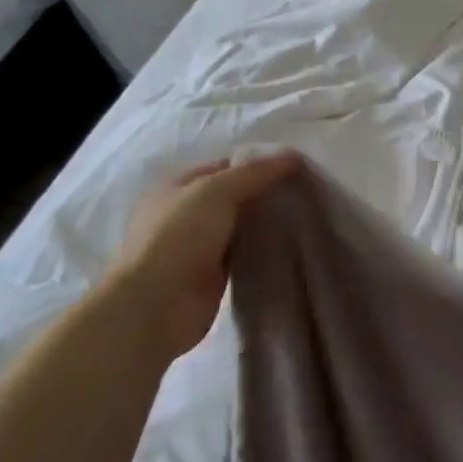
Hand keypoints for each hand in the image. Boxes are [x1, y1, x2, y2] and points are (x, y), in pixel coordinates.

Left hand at [107, 151, 301, 355]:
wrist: (156, 306)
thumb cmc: (179, 237)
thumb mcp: (217, 191)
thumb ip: (256, 172)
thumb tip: (294, 156)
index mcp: (178, 186)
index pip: (226, 167)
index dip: (259, 165)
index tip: (296, 169)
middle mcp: (186, 214)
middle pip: (235, 196)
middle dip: (266, 194)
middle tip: (306, 193)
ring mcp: (198, 246)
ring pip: (241, 226)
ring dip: (266, 223)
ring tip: (305, 217)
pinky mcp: (212, 276)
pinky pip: (243, 255)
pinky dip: (262, 250)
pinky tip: (289, 245)